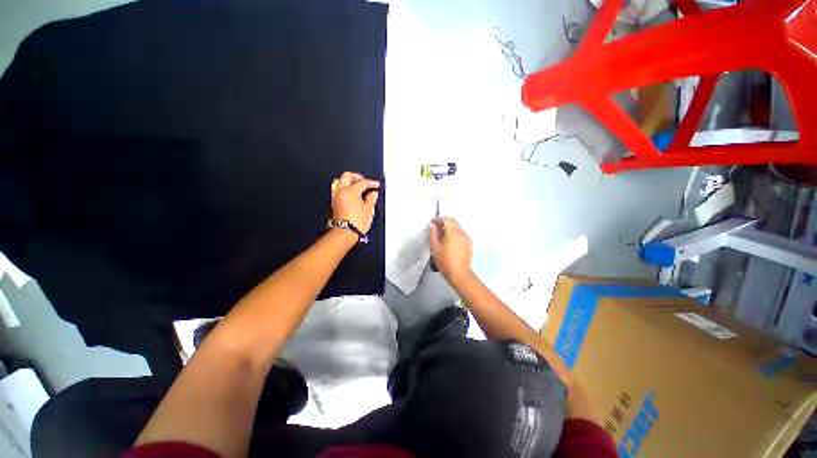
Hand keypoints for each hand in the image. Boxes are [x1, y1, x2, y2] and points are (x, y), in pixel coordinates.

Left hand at [331, 172, 379, 233]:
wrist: (345, 233)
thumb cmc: (357, 221)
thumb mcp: (369, 209)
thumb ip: (371, 198)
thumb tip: (373, 193)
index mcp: (350, 191)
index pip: (362, 182)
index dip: (371, 183)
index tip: (376, 185)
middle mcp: (341, 191)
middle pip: (347, 176)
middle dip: (357, 177)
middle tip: (365, 181)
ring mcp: (336, 197)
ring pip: (339, 182)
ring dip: (348, 181)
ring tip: (357, 186)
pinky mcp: (334, 203)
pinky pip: (338, 189)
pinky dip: (344, 188)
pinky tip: (352, 194)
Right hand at [429, 217, 472, 282]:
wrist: (459, 275)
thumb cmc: (445, 262)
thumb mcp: (435, 248)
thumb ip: (433, 234)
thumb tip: (432, 225)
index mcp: (454, 233)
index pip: (447, 220)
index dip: (439, 219)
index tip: (432, 223)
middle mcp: (462, 233)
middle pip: (453, 222)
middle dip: (444, 222)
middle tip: (436, 229)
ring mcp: (467, 238)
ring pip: (457, 227)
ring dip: (449, 228)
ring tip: (441, 236)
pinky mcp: (468, 243)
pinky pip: (460, 233)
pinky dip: (454, 233)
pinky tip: (448, 241)